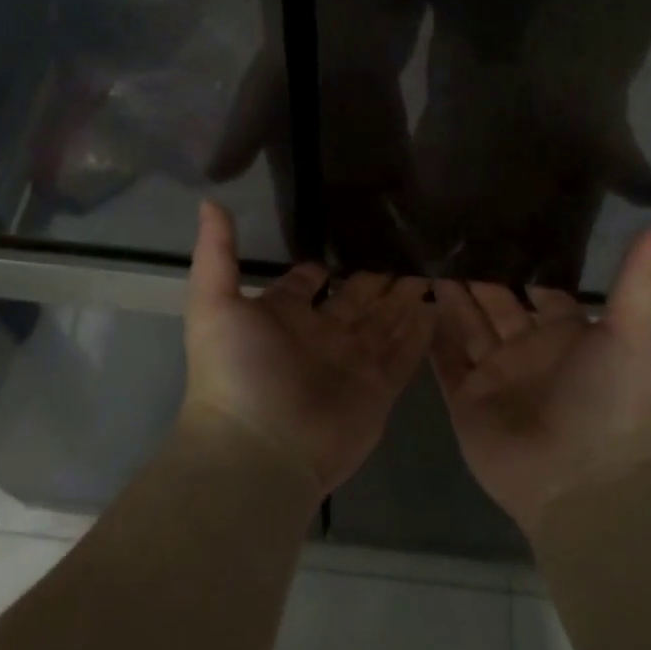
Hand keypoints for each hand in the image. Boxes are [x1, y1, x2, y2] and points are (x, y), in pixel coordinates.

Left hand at [181, 201, 432, 494]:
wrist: (259, 449)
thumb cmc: (236, 371)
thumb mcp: (214, 302)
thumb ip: (217, 252)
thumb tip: (210, 200)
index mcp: (283, 316)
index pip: (307, 285)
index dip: (322, 269)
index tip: (347, 240)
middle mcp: (320, 337)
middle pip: (355, 300)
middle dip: (376, 278)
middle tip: (406, 247)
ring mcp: (352, 364)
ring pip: (385, 323)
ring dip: (404, 299)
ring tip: (431, 268)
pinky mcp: (379, 390)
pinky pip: (406, 355)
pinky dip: (422, 334)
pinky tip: (440, 307)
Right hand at [431, 221, 650, 532]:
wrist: (582, 482)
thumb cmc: (609, 400)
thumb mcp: (631, 331)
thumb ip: (639, 276)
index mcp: (565, 332)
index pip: (536, 286)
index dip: (518, 258)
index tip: (494, 220)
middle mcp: (527, 349)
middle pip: (495, 301)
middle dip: (475, 271)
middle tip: (447, 228)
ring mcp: (493, 374)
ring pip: (465, 323)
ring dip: (448, 293)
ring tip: (423, 251)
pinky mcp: (464, 398)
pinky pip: (443, 359)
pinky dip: (429, 333)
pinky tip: (412, 297)